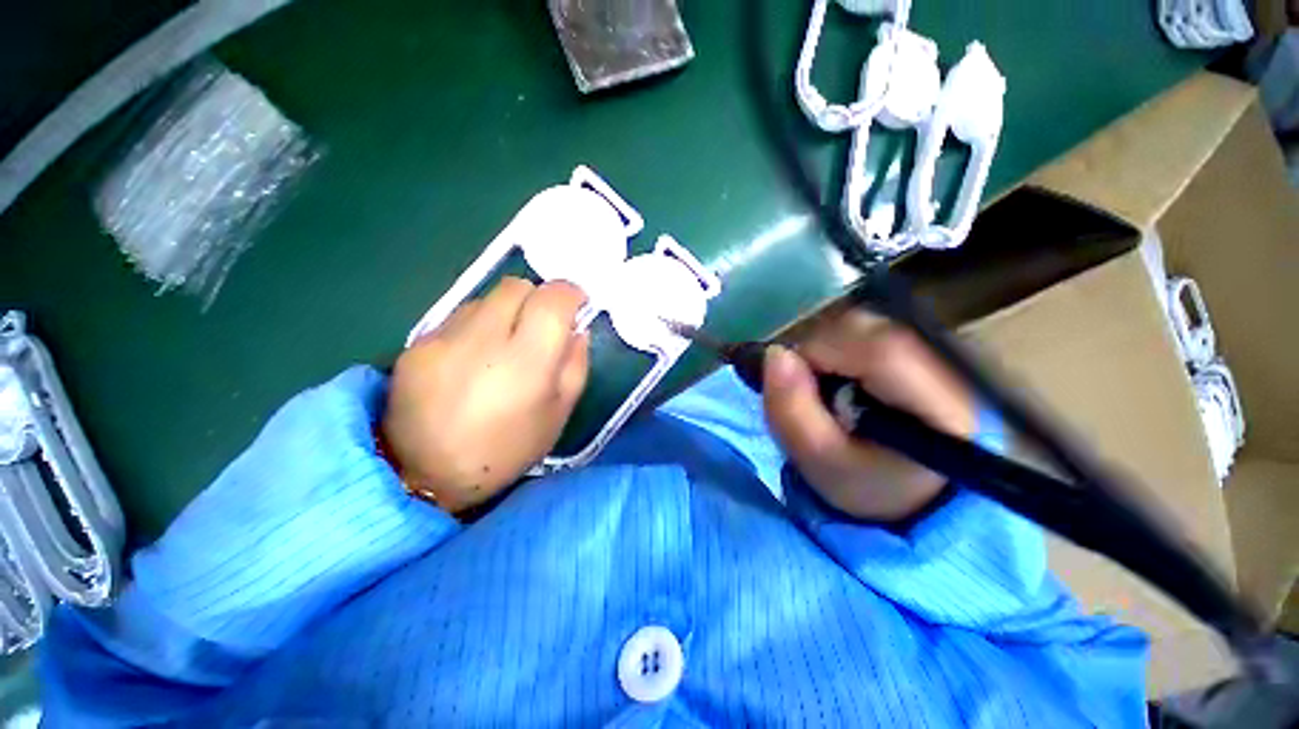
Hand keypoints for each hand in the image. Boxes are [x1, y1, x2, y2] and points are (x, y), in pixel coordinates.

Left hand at [382, 278, 589, 513]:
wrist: (424, 476)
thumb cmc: (506, 450)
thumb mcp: (558, 415)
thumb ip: (576, 366)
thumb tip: (577, 330)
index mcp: (527, 362)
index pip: (553, 299)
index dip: (570, 294)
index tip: (576, 305)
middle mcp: (484, 339)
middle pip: (518, 286)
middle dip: (538, 298)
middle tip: (541, 326)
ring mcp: (445, 337)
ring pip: (487, 297)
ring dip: (506, 311)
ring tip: (503, 345)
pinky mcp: (417, 343)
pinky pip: (458, 316)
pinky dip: (477, 325)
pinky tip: (472, 358)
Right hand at [762, 311, 974, 521]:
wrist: (910, 488)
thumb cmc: (865, 481)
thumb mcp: (819, 461)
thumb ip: (792, 412)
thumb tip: (774, 354)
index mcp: (939, 406)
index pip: (880, 352)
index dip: (822, 354)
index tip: (795, 381)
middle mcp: (949, 365)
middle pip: (868, 328)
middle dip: (819, 351)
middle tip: (808, 390)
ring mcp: (938, 350)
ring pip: (863, 322)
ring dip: (826, 349)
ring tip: (825, 387)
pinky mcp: (921, 345)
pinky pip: (865, 328)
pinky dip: (837, 347)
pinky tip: (840, 377)